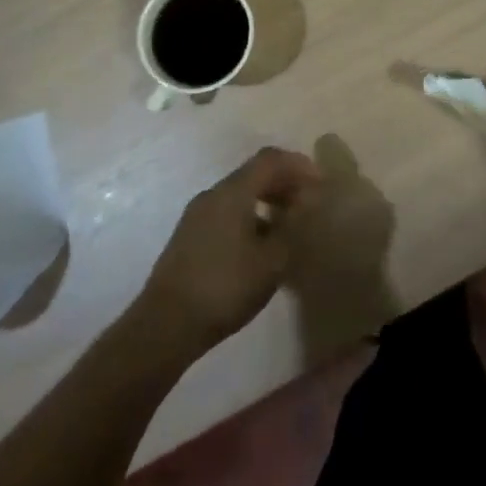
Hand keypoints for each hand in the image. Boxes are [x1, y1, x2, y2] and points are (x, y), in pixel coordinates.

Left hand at [138, 147, 322, 358]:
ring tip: (288, 226)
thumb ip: (291, 227)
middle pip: (253, 174)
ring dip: (267, 201)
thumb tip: (302, 205)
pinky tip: (260, 245)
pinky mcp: (189, 237)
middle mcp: (212, 195)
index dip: (298, 166)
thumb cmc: (225, 287)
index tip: (320, 183)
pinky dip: (249, 216)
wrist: (165, 325)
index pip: (270, 160)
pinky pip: (226, 212)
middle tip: (308, 203)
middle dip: (284, 183)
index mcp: (232, 192)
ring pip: (239, 194)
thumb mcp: (271, 260)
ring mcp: (196, 215)